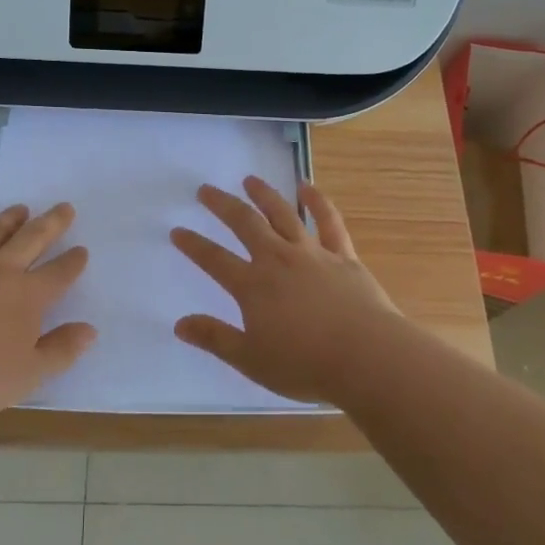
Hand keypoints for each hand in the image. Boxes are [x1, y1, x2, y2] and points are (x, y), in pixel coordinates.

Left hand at [0, 203, 95, 421]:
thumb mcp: (28, 375)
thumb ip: (61, 351)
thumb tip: (90, 330)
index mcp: (28, 297)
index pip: (59, 274)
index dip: (73, 262)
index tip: (82, 250)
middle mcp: (0, 272)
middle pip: (32, 240)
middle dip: (51, 224)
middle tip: (64, 207)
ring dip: (9, 219)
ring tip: (20, 208)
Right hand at [170, 178, 404, 403]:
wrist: (367, 357)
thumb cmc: (305, 365)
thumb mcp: (251, 360)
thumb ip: (215, 339)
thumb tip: (180, 324)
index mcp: (253, 286)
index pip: (214, 260)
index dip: (193, 245)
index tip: (178, 231)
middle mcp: (278, 260)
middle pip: (245, 224)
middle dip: (222, 205)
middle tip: (205, 190)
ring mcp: (312, 253)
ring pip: (283, 214)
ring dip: (264, 194)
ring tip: (249, 180)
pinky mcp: (343, 256)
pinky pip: (328, 221)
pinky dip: (317, 201)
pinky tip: (307, 186)